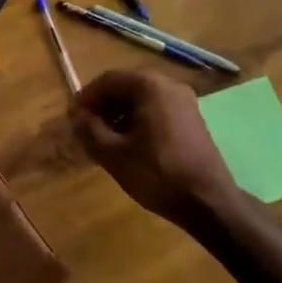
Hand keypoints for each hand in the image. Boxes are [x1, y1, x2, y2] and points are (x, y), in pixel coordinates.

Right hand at [71, 69, 239, 225]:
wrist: (208, 202)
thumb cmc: (158, 173)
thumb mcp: (114, 154)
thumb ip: (89, 130)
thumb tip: (77, 117)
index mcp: (150, 86)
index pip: (108, 80)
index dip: (86, 98)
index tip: (73, 119)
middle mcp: (169, 85)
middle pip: (126, 87)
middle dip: (103, 107)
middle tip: (86, 130)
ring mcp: (185, 102)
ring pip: (142, 99)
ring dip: (120, 115)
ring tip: (105, 140)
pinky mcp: (192, 119)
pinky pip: (157, 110)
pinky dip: (138, 121)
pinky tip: (129, 145)